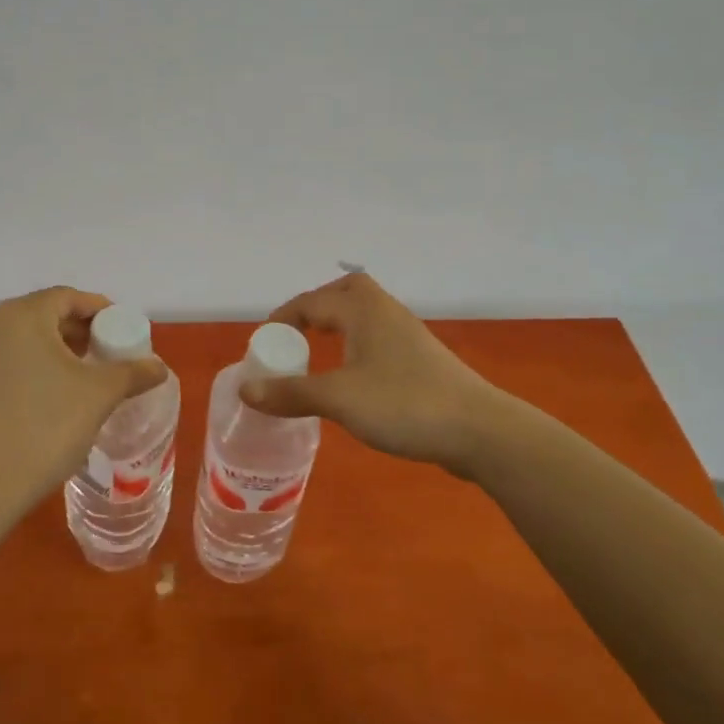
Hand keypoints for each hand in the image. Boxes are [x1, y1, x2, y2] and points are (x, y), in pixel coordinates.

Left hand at [0, 286, 167, 522]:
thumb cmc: (45, 428)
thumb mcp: (99, 396)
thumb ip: (132, 373)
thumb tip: (158, 367)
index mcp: (22, 315)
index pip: (68, 298)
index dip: (99, 311)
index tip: (120, 332)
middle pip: (43, 314)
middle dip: (77, 331)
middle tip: (104, 354)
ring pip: (20, 338)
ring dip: (52, 349)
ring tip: (79, 376)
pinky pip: (2, 359)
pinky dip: (27, 366)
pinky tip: (45, 396)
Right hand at [242, 273, 517, 475]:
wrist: (479, 430)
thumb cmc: (404, 404)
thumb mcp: (338, 399)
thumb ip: (291, 392)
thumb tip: (245, 389)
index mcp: (363, 309)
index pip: (310, 301)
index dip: (281, 320)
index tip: (263, 347)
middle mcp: (385, 311)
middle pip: (343, 292)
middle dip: (314, 309)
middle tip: (294, 338)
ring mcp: (407, 335)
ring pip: (363, 316)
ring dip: (337, 328)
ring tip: (316, 358)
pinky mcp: (421, 360)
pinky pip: (377, 339)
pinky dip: (356, 347)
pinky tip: (352, 379)